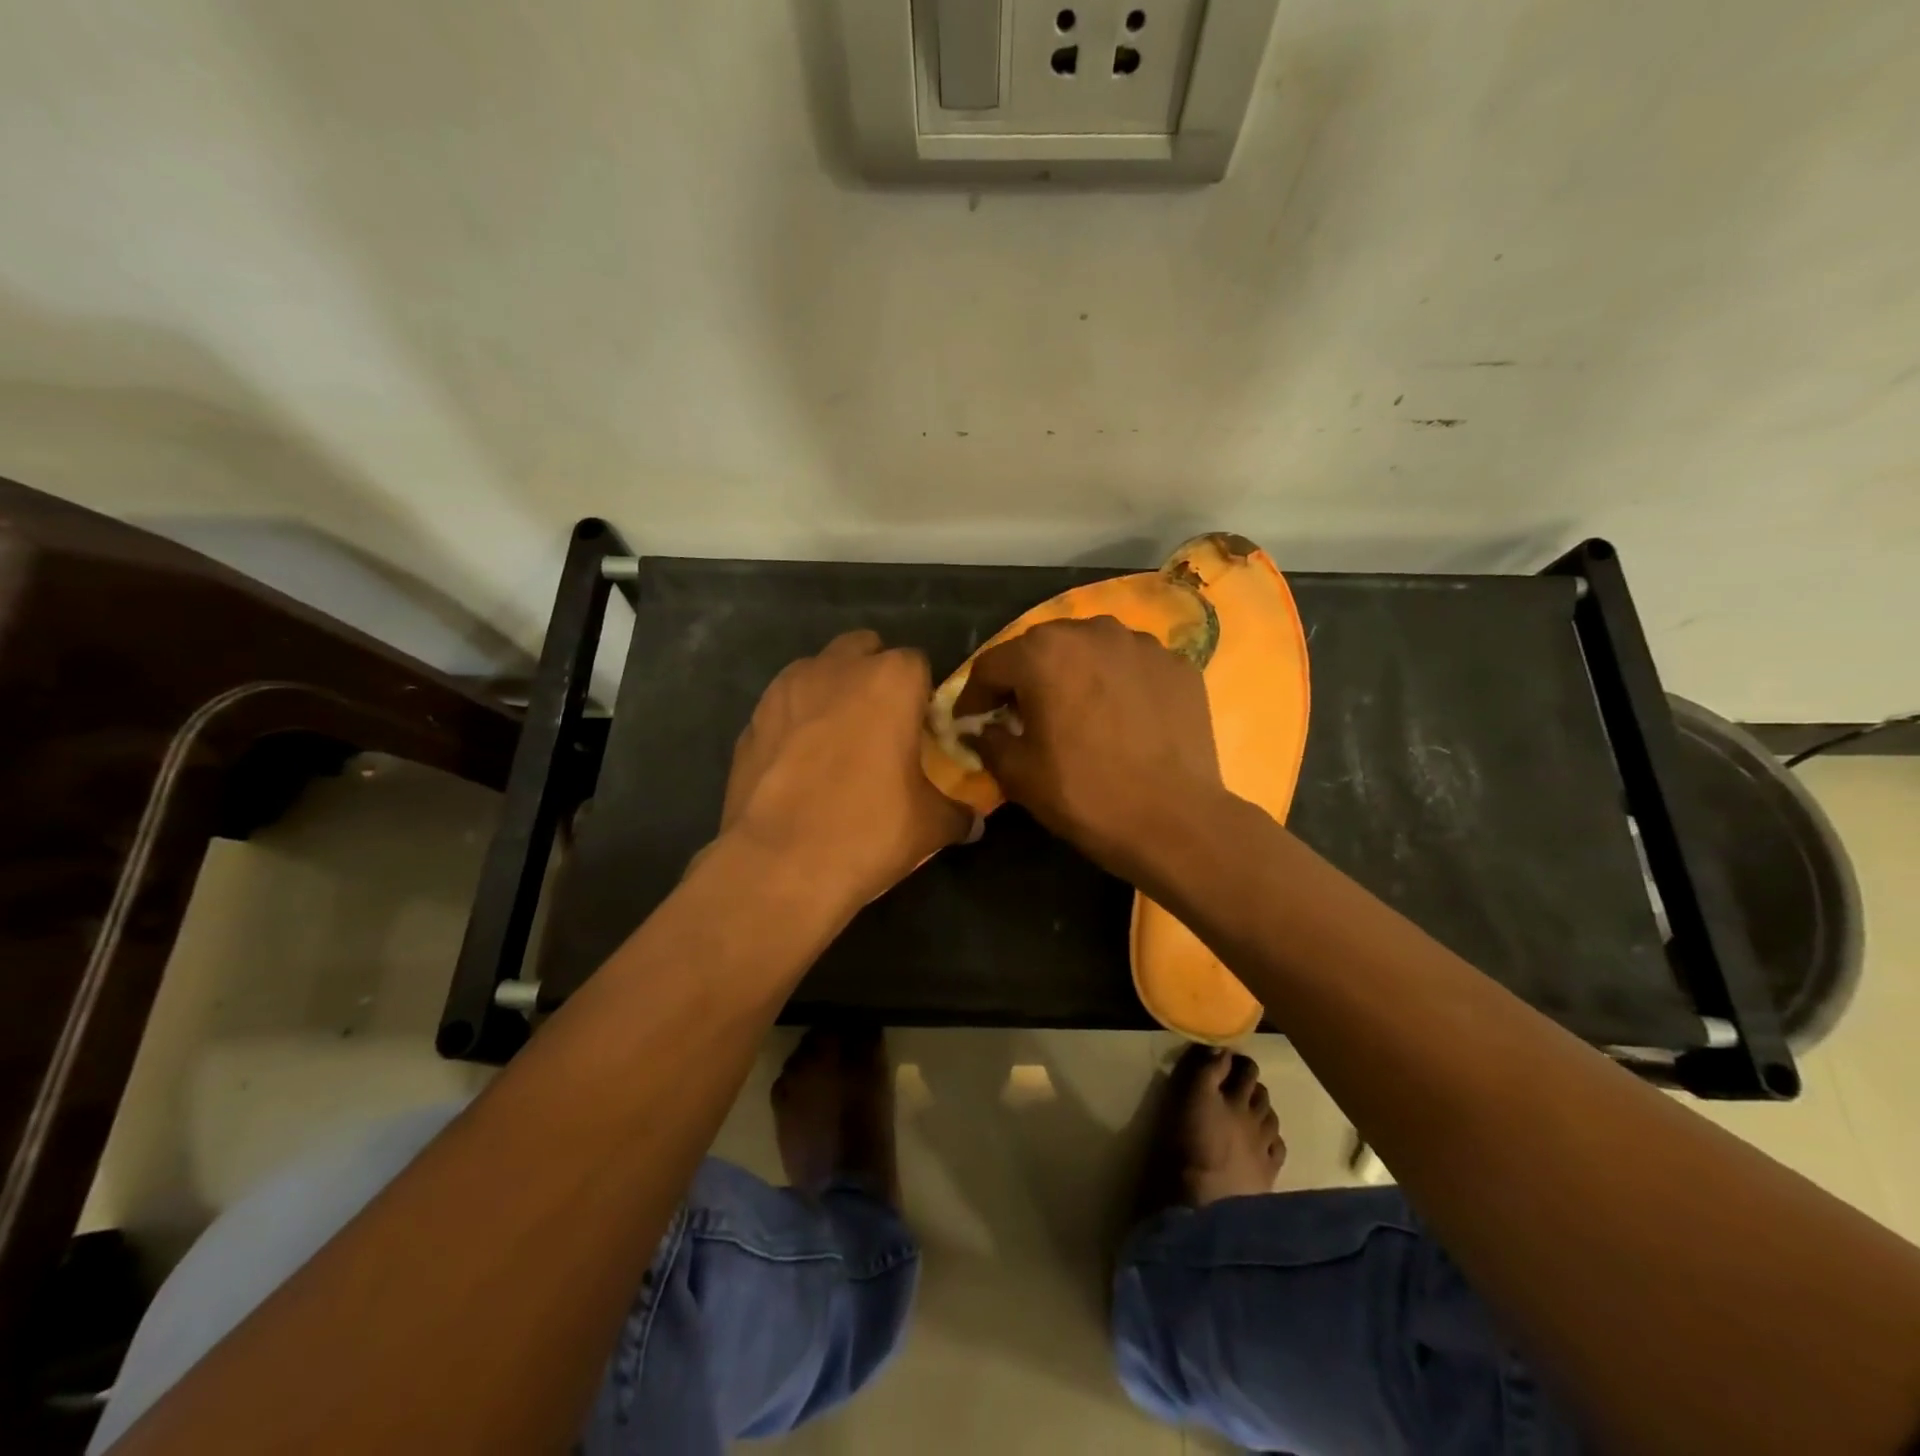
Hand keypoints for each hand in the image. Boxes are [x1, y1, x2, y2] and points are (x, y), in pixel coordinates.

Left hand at [720, 630, 972, 912]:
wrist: (778, 864)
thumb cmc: (867, 831)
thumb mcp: (930, 826)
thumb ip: (958, 812)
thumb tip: (974, 823)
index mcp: (890, 680)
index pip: (917, 663)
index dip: (922, 695)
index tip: (921, 730)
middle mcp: (836, 669)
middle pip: (863, 649)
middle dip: (874, 675)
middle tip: (882, 725)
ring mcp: (785, 689)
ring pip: (818, 670)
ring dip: (832, 691)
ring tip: (837, 741)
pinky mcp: (751, 719)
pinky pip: (784, 705)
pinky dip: (796, 720)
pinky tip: (800, 763)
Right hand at [953, 616, 1230, 886]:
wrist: (1175, 822)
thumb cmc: (1086, 795)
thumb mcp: (1019, 774)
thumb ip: (988, 741)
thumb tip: (981, 729)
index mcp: (1044, 653)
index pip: (992, 665)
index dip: (974, 696)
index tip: (969, 721)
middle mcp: (1093, 632)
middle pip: (1042, 648)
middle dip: (1025, 679)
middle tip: (1020, 714)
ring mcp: (1142, 645)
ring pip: (1090, 650)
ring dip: (1073, 674)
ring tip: (1075, 710)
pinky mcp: (1178, 665)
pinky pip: (1131, 666)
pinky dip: (1116, 684)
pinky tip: (1120, 718)